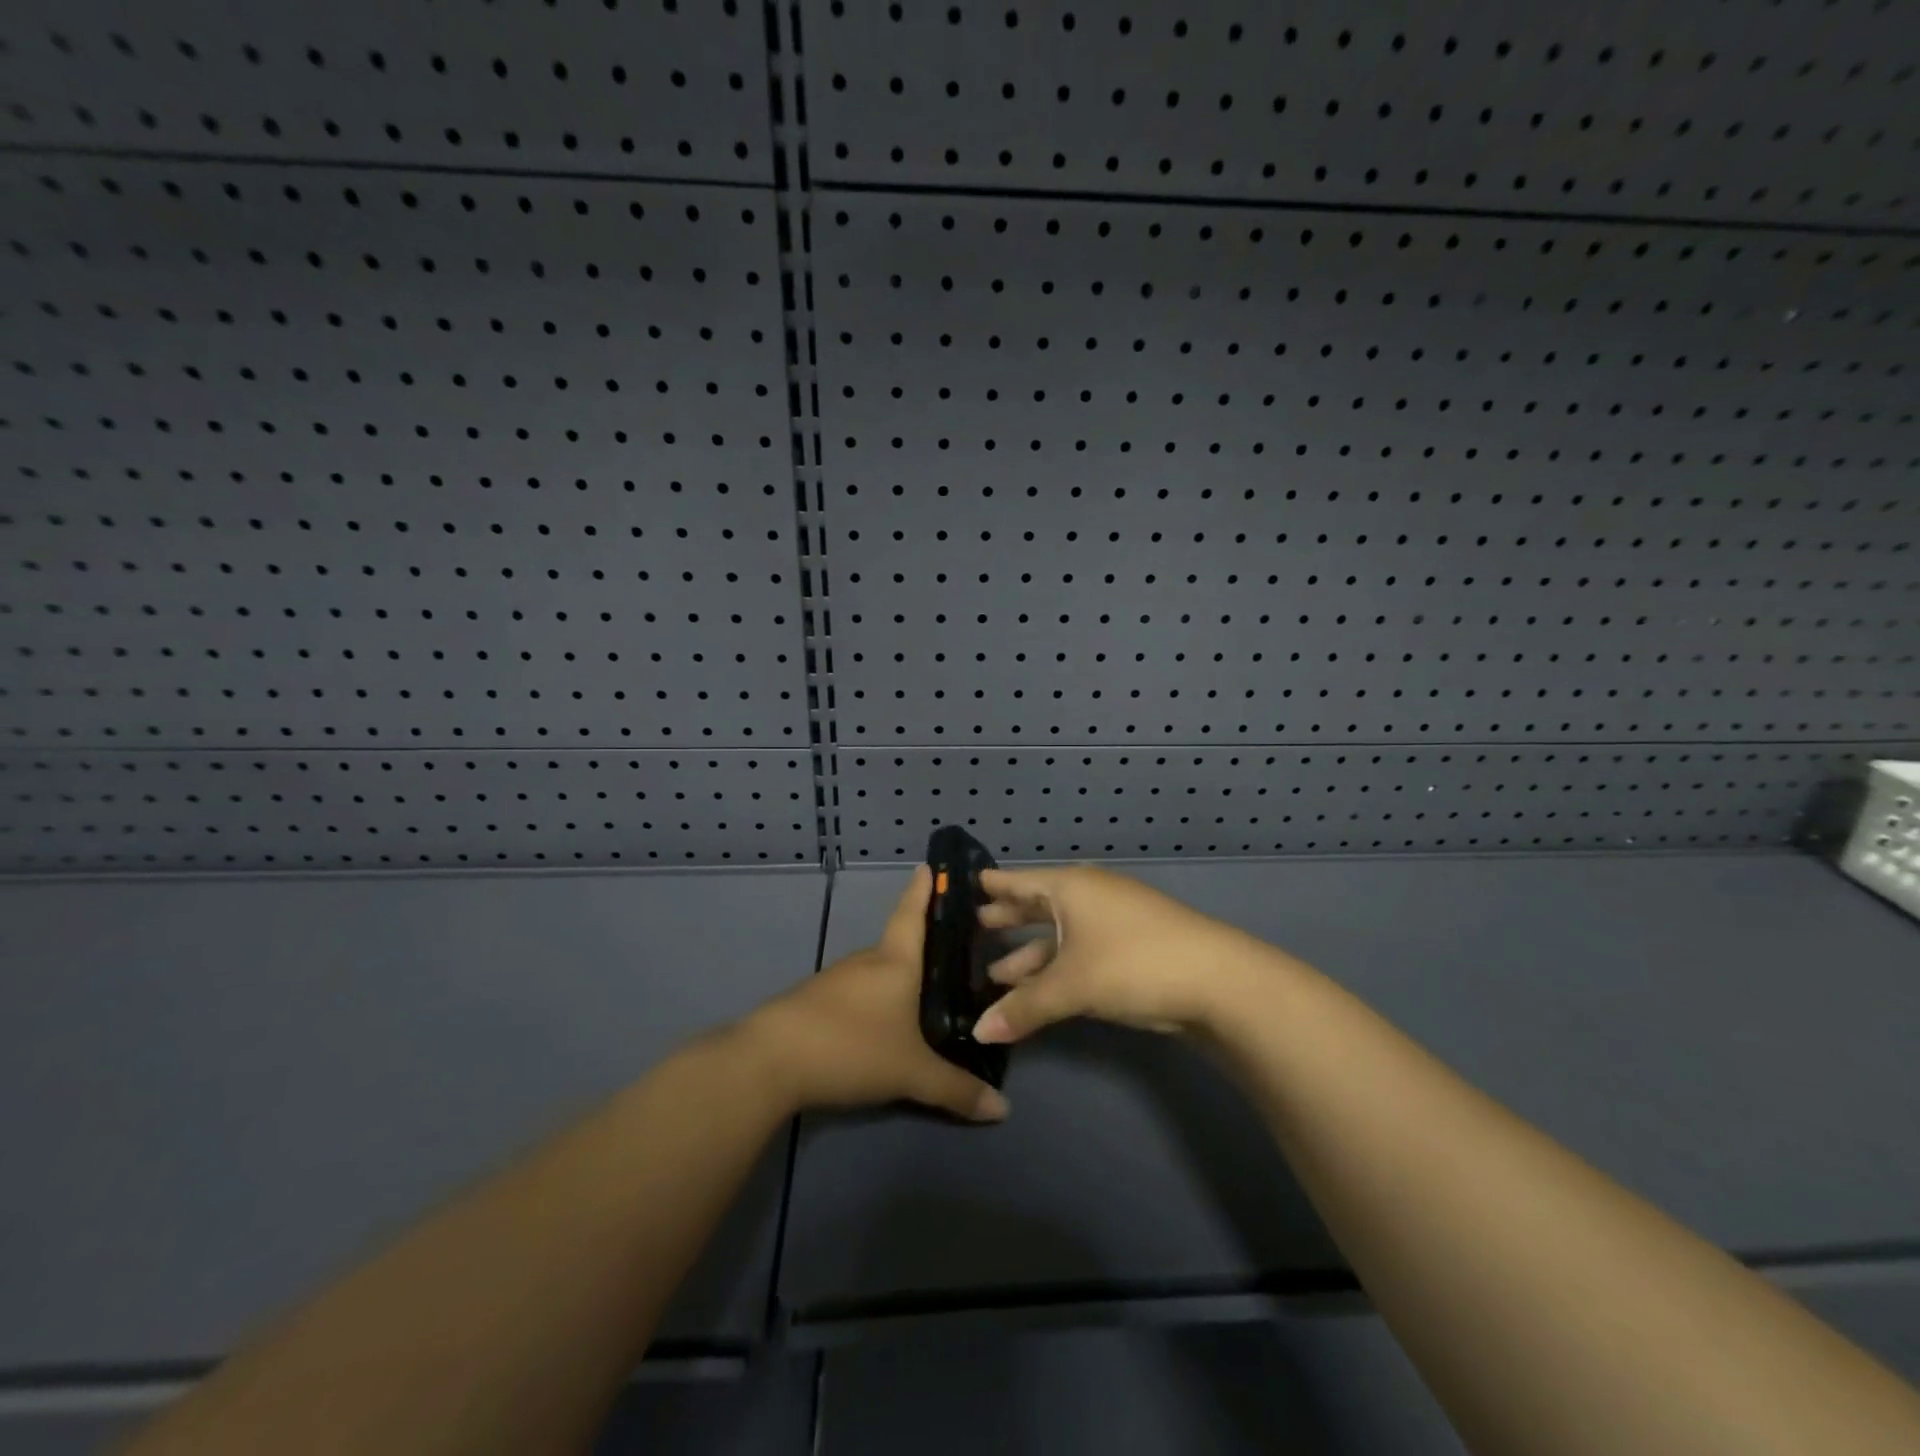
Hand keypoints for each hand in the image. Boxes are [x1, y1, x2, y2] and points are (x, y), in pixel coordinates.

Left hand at [742, 866, 1008, 1122]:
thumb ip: (956, 1090)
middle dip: (922, 949)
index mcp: (894, 961)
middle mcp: (866, 962)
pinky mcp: (813, 1002)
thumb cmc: (850, 1046)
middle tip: (952, 957)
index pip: (912, 914)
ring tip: (922, 997)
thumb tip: (1003, 1108)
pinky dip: (873, 1001)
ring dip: (896, 980)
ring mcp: (835, 980)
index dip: (923, 889)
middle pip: (898, 946)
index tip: (930, 864)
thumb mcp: (911, 1073)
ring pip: (876, 973)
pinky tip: (880, 1025)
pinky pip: (855, 994)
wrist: (768, 1061)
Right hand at [971, 865, 1274, 1044]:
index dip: (991, 885)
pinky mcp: (1128, 950)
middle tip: (972, 928)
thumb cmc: (1133, 963)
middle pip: (1037, 906)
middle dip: (1007, 920)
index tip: (962, 886)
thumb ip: (1023, 1007)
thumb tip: (978, 1032)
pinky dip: (1055, 969)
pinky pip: (1078, 953)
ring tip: (994, 973)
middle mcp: (1087, 897)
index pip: (1018, 881)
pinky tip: (1037, 990)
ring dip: (1029, 955)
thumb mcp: (1072, 985)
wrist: (1218, 981)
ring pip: (1058, 936)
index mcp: (1070, 888)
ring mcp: (1111, 923)